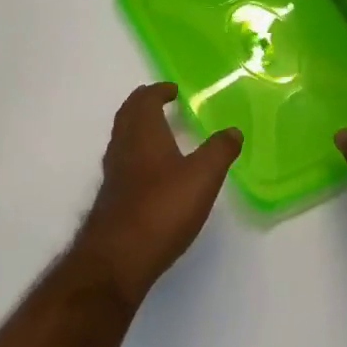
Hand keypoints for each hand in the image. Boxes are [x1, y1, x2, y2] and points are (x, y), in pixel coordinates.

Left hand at [75, 83, 241, 308]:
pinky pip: (124, 162)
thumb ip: (219, 151)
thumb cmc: (162, 208)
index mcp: (143, 133)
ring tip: (161, 134)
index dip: (158, 91)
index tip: (172, 91)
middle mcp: (123, 146)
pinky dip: (137, 154)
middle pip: (128, 115)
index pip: (144, 100)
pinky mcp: (112, 197)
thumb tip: (233, 131)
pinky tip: (152, 173)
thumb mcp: (202, 177)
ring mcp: (114, 173)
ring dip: (139, 129)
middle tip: (162, 103)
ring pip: (123, 138)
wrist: (119, 256)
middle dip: (144, 105)